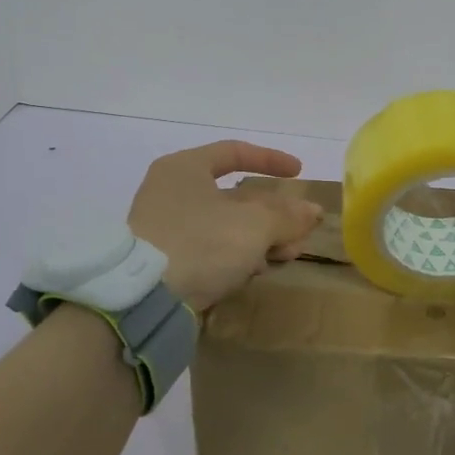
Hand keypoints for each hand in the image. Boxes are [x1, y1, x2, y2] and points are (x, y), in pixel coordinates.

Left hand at [126, 141, 323, 312]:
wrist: (141, 301)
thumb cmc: (200, 243)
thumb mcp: (253, 226)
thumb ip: (287, 216)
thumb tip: (312, 211)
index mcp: (185, 168)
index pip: (234, 153)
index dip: (270, 160)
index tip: (298, 173)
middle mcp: (172, 191)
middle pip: (235, 196)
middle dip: (274, 214)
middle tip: (300, 232)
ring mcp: (165, 228)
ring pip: (226, 225)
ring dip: (261, 238)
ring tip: (286, 257)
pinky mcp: (165, 261)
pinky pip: (211, 249)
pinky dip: (237, 255)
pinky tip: (256, 271)